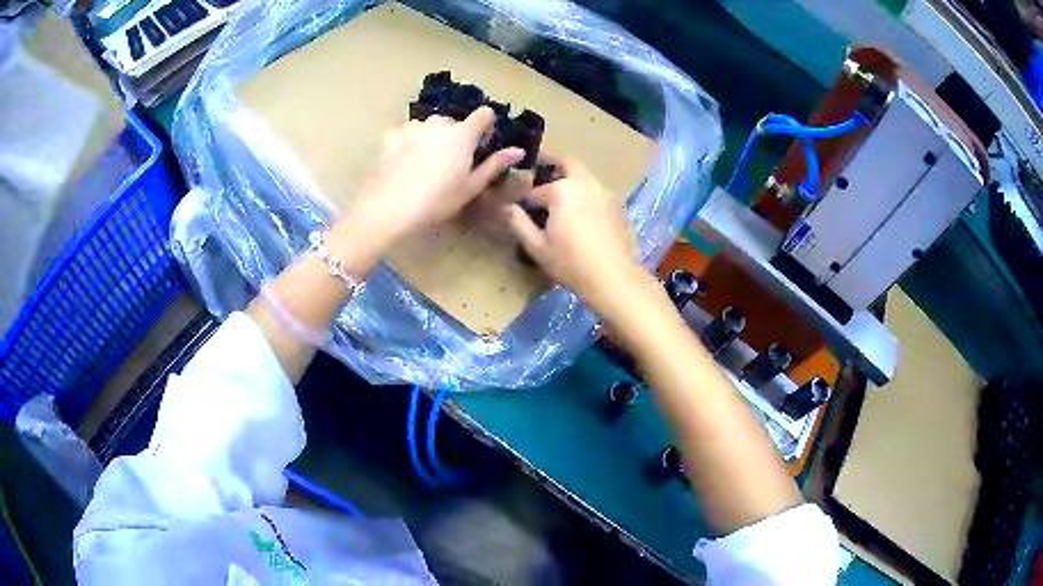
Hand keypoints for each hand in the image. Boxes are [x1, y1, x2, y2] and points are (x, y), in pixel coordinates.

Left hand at [342, 108, 523, 254]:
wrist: (389, 208)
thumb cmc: (437, 201)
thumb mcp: (471, 187)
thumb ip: (495, 165)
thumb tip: (518, 151)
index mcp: (462, 134)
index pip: (484, 114)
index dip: (487, 125)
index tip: (482, 143)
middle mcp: (438, 123)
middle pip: (454, 122)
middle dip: (457, 136)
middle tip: (452, 162)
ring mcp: (412, 127)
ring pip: (429, 127)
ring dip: (432, 137)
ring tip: (426, 163)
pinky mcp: (391, 136)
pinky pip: (406, 133)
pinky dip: (409, 142)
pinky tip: (405, 161)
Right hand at [504, 157, 642, 314]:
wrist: (613, 277)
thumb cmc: (570, 263)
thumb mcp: (536, 246)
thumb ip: (518, 222)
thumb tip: (506, 207)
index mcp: (561, 190)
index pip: (535, 190)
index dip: (524, 200)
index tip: (518, 207)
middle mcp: (584, 182)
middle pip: (566, 163)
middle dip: (551, 163)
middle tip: (540, 170)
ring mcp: (603, 191)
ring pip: (583, 173)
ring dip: (570, 175)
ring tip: (558, 192)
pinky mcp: (615, 204)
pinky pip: (595, 188)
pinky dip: (584, 189)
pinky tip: (579, 209)